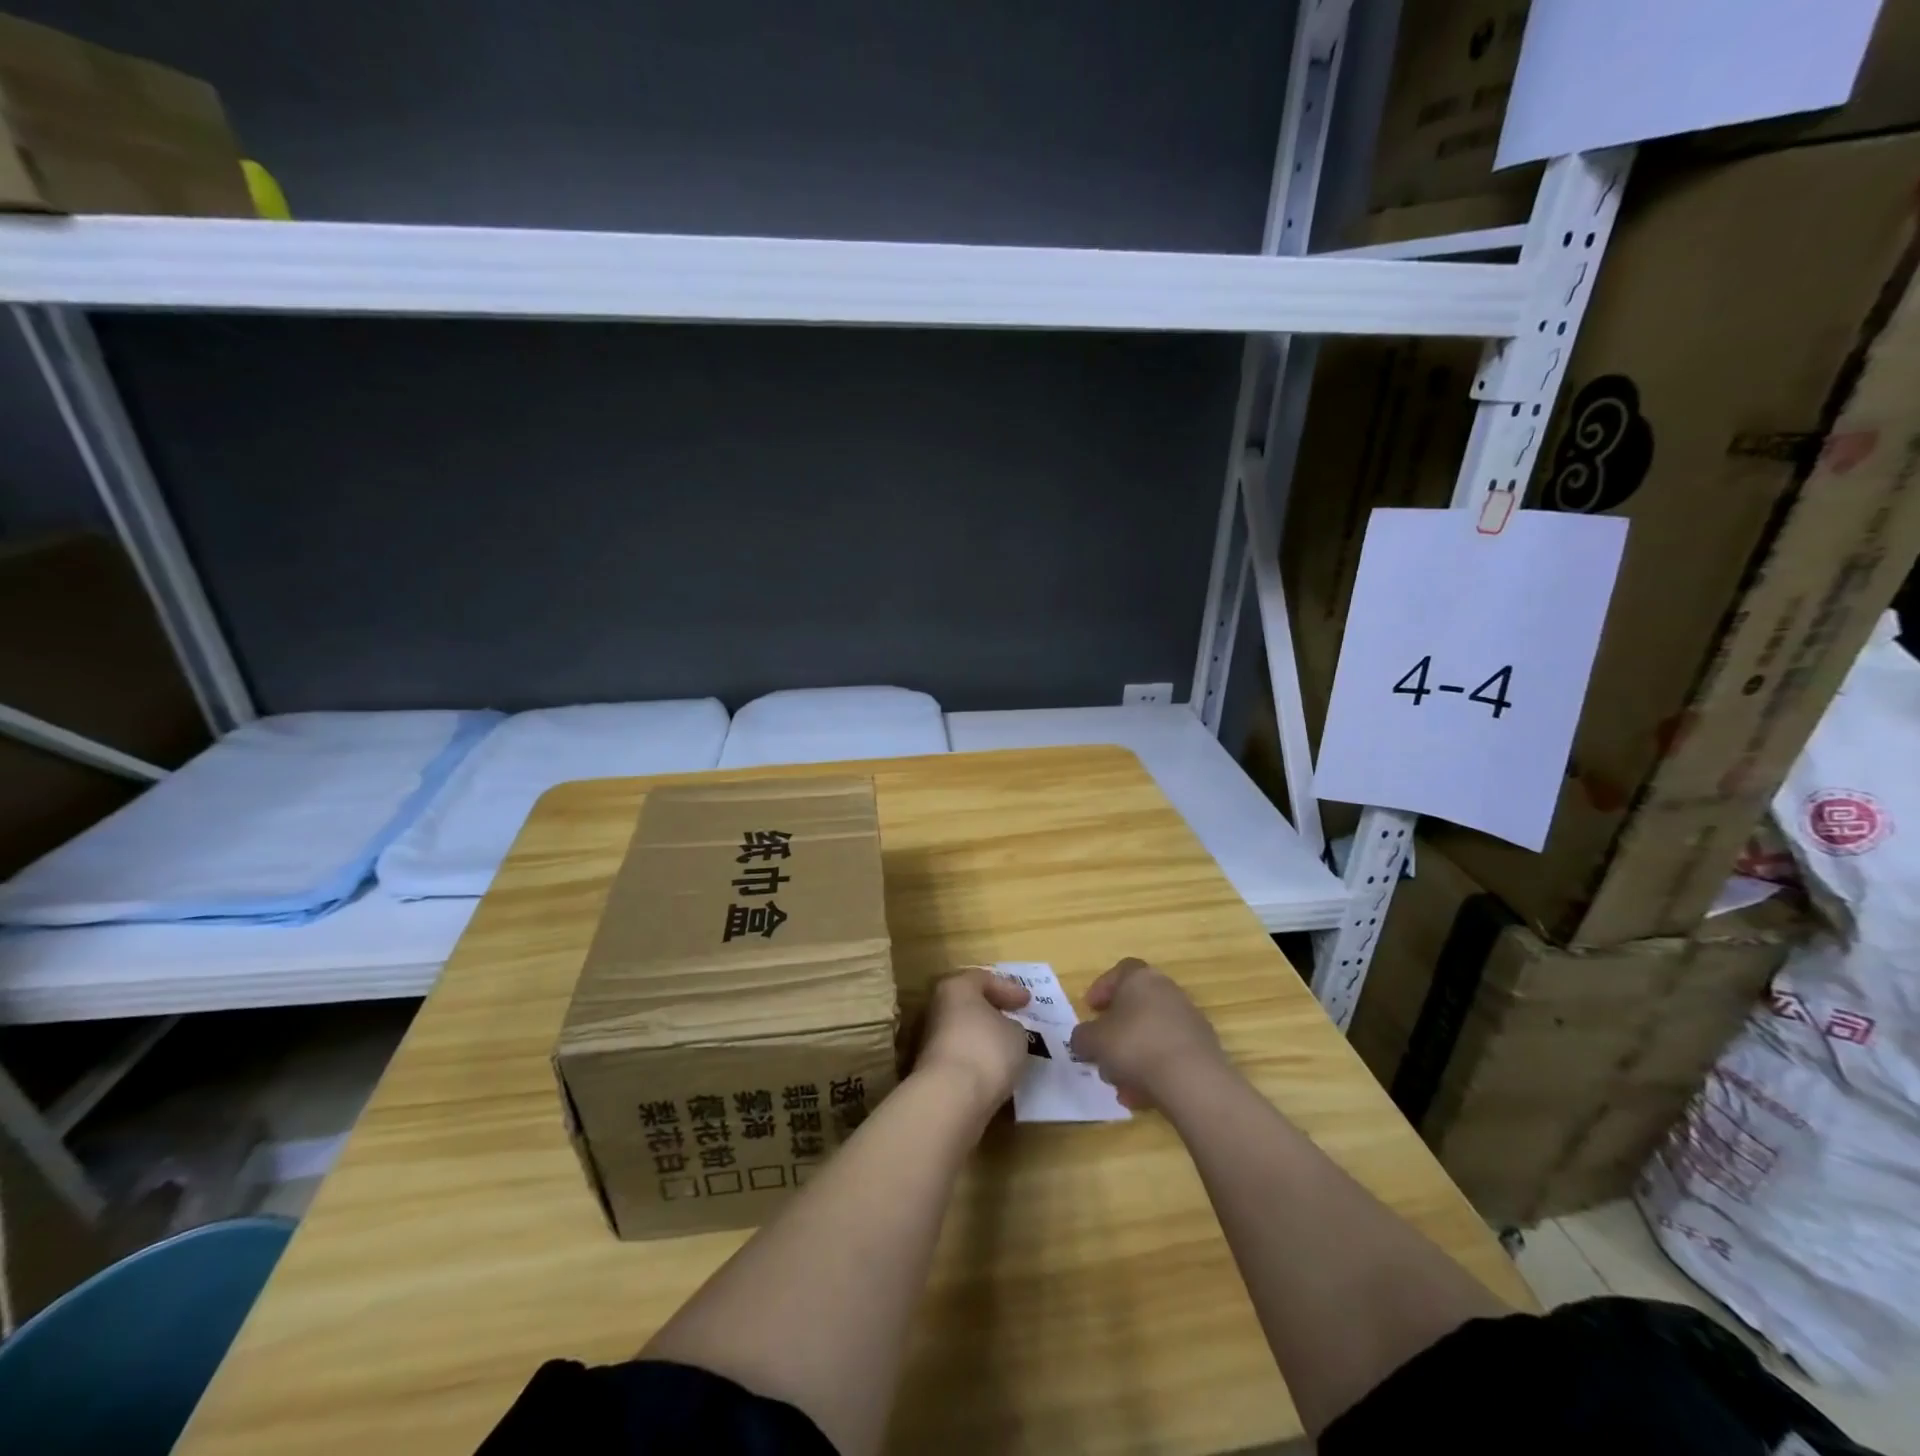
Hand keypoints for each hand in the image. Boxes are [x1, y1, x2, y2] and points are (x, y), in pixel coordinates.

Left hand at [913, 967, 1032, 1115]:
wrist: (951, 1097)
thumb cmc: (987, 1050)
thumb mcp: (1016, 1033)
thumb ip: (1012, 1025)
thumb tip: (1004, 1029)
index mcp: (957, 987)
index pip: (984, 978)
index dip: (1008, 988)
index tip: (1027, 1002)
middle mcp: (938, 1007)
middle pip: (968, 1003)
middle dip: (992, 1010)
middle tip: (1014, 1017)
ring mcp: (930, 1038)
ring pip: (962, 1029)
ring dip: (983, 1035)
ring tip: (1007, 1045)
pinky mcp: (931, 1067)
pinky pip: (959, 1053)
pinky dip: (976, 1056)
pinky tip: (993, 1067)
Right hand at [1068, 958, 1225, 1108]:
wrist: (1192, 1079)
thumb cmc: (1135, 1046)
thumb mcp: (1093, 1041)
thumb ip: (1082, 1037)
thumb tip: (1083, 1040)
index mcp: (1140, 978)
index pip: (1119, 972)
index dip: (1102, 989)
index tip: (1090, 1010)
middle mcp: (1168, 991)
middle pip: (1136, 1006)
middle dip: (1116, 1031)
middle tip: (1102, 1051)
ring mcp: (1189, 1019)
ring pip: (1152, 1034)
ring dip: (1133, 1057)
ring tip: (1119, 1084)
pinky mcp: (1203, 1048)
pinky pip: (1169, 1054)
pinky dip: (1154, 1071)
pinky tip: (1140, 1096)